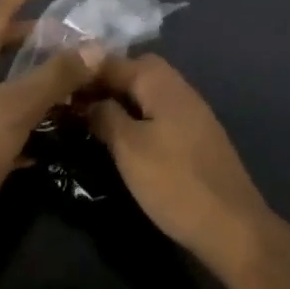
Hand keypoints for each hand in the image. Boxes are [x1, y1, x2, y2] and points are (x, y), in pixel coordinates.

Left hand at [0, 0, 100, 258]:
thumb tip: (95, 47)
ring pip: (1, 82)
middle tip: (59, 34)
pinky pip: (2, 115)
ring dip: (30, 76)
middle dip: (27, 37)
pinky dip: (25, 112)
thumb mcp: (17, 107)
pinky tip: (50, 125)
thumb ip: (56, 76)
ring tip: (61, 76)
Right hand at [86, 54, 273, 272]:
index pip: (114, 61)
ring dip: (121, 103)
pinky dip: (138, 119)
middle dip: (104, 85)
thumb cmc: (174, 182)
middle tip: (76, 108)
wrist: (232, 227)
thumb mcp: (129, 148)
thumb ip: (105, 116)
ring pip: (147, 94)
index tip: (56, 90)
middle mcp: (178, 86)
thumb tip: (89, 101)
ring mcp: (191, 111)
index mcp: (161, 81)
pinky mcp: (196, 136)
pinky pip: (159, 114)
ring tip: (93, 125)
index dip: (84, 73)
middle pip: (134, 72)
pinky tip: (125, 142)